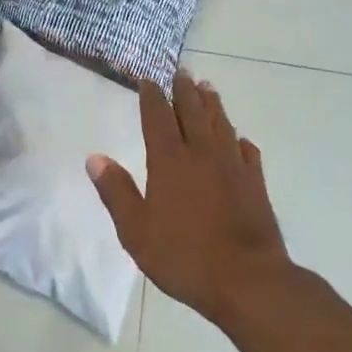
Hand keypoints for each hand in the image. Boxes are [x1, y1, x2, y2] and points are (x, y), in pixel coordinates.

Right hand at [87, 70, 290, 325]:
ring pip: (222, 125)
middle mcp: (202, 155)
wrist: (248, 280)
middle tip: (182, 71)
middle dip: (185, 90)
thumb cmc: (184, 257)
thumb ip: (116, 192)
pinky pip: (248, 152)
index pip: (158, 118)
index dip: (152, 97)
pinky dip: (240, 140)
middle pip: (193, 112)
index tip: (148, 79)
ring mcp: (233, 167)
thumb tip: (95, 158)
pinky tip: (239, 139)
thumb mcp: (136, 231)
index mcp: (169, 162)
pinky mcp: (255, 184)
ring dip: (213, 104)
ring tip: (208, 88)